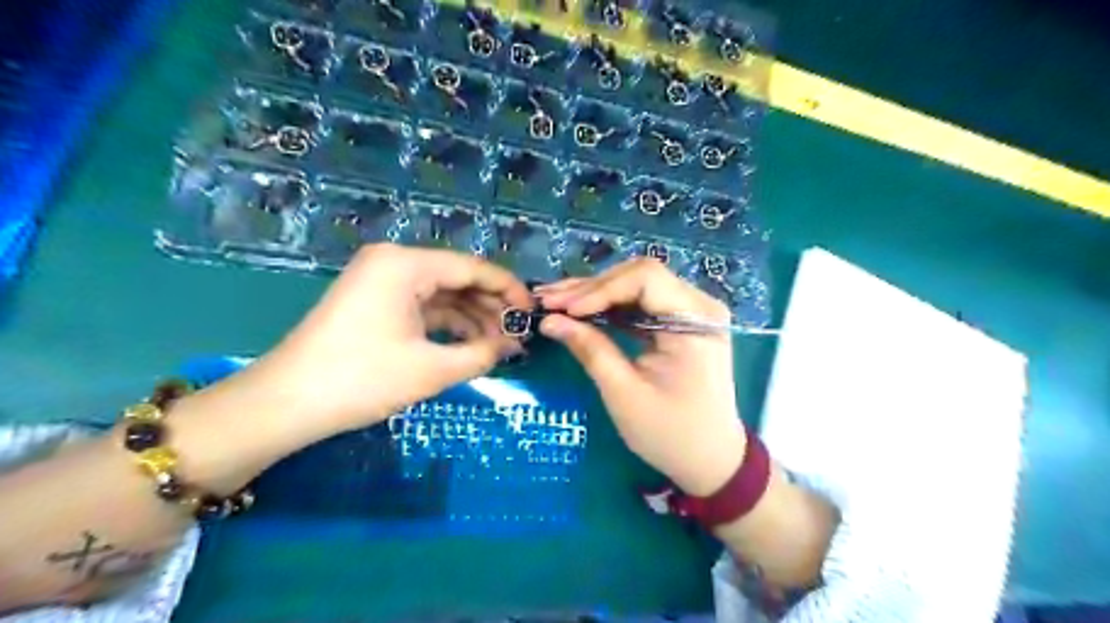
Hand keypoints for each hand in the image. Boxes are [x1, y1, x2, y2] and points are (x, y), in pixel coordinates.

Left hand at [251, 244, 532, 437]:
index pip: (472, 268)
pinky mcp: (375, 302)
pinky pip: (423, 307)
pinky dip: (448, 325)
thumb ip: (482, 354)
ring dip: (472, 318)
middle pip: (458, 278)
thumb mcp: (432, 369)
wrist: (286, 404)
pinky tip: (471, 345)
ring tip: (501, 346)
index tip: (532, 313)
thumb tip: (513, 346)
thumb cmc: (362, 379)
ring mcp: (382, 281)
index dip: (508, 290)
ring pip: (442, 294)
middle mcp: (394, 262)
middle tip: (519, 335)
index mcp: (406, 264)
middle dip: (491, 308)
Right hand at [536, 259, 744, 496]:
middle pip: (639, 276)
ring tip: (555, 302)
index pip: (645, 279)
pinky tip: (579, 310)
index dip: (599, 289)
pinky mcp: (680, 322)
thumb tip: (549, 320)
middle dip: (591, 288)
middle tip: (548, 301)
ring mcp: (691, 311)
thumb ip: (590, 350)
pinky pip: (641, 303)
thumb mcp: (625, 394)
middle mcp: (699, 305)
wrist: (710, 459)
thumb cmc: (671, 433)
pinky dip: (609, 307)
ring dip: (595, 294)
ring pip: (636, 286)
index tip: (563, 309)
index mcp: (696, 320)